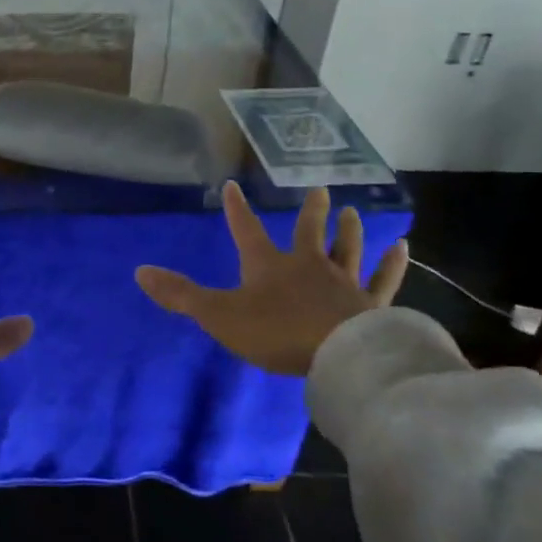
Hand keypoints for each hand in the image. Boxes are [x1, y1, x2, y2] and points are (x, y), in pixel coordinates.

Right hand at [135, 182, 408, 376]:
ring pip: (347, 248)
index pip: (247, 229)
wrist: (337, 355)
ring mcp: (343, 282)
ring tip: (351, 211)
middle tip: (319, 190)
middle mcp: (308, 264)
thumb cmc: (276, 332)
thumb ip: (181, 295)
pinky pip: (384, 278)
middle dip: (311, 211)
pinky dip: (392, 262)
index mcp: (269, 265)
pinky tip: (402, 247)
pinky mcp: (371, 304)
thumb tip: (139, 271)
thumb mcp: (219, 315)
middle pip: (309, 231)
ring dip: (348, 229)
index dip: (237, 209)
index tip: (233, 185)